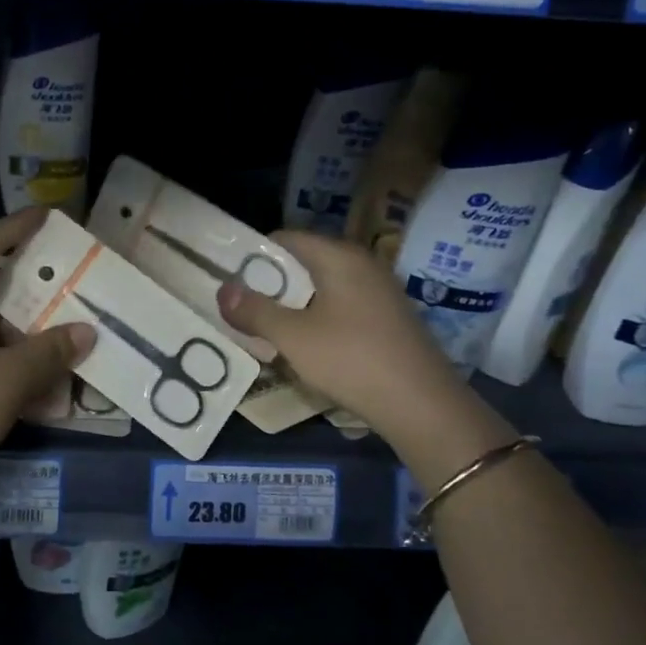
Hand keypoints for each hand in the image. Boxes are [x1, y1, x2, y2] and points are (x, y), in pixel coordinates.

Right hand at [218, 230, 469, 440]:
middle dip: (270, 283)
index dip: (253, 255)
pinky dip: (317, 317)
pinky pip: (340, 305)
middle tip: (241, 307)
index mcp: (339, 256)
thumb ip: (255, 311)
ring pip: (322, 286)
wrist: (423, 406)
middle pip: (303, 262)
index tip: (229, 279)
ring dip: (292, 304)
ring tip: (265, 328)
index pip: (285, 238)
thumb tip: (222, 289)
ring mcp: (379, 291)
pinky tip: (305, 345)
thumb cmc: (352, 360)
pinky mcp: (388, 318)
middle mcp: (361, 264)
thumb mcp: (293, 337)